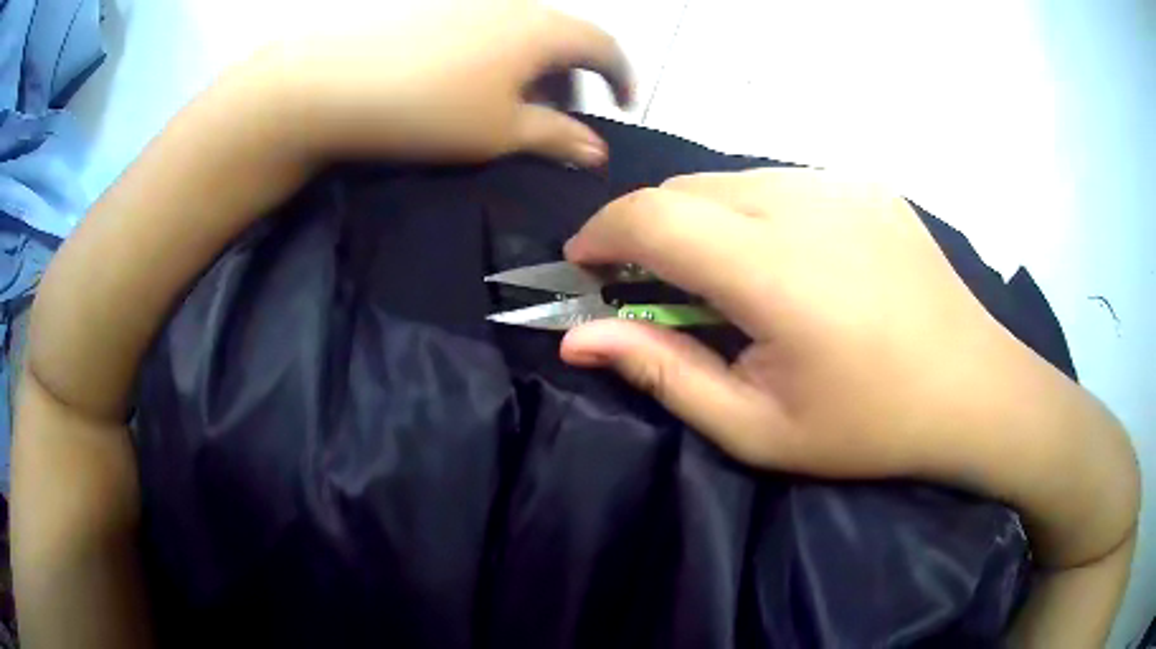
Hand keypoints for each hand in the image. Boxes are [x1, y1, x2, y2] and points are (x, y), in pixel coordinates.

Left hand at [245, 1, 630, 165]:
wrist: (336, 84)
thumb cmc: (432, 109)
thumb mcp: (503, 131)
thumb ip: (558, 137)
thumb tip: (597, 152)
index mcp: (544, 30)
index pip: (605, 48)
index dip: (622, 77)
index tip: (624, 107)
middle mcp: (517, 7)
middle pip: (564, 39)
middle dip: (574, 79)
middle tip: (562, 118)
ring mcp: (474, 5)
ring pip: (525, 36)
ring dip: (535, 70)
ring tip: (516, 107)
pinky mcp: (439, 12)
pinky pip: (491, 33)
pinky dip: (501, 59)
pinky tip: (476, 86)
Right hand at [560, 169, 1070, 481]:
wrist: (973, 389)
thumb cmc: (870, 427)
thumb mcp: (758, 427)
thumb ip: (663, 374)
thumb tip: (578, 339)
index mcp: (780, 271)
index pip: (655, 218)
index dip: (602, 233)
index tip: (585, 266)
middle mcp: (808, 204)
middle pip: (686, 189)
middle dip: (645, 229)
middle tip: (647, 284)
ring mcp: (841, 183)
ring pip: (730, 180)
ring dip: (699, 221)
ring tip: (719, 278)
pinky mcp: (864, 181)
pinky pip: (779, 182)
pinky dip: (750, 212)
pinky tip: (782, 261)